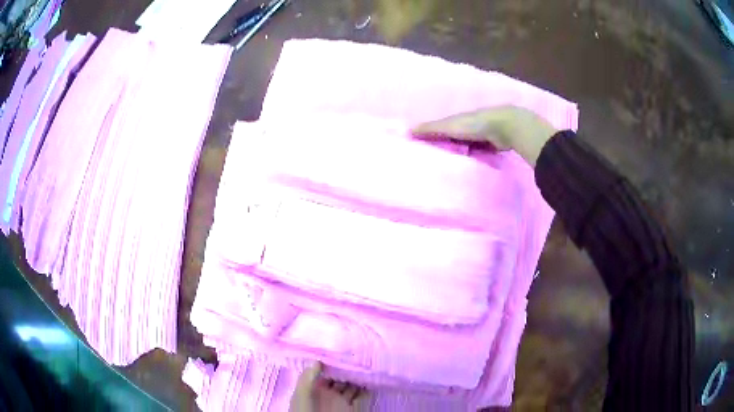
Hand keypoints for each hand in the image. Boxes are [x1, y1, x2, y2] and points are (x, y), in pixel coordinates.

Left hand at [289, 363, 365, 411]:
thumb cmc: (305, 410)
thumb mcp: (301, 393)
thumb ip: (308, 377)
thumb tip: (318, 360)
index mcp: (314, 388)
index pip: (325, 373)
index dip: (333, 365)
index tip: (342, 354)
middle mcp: (329, 393)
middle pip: (340, 379)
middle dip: (349, 370)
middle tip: (359, 359)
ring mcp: (340, 400)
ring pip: (352, 386)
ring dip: (358, 379)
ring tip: (367, 368)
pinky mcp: (351, 408)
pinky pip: (360, 397)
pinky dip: (365, 390)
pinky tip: (369, 382)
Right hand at [411, 105, 557, 165]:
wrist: (506, 127)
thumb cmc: (475, 124)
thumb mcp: (450, 126)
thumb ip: (431, 129)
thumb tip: (406, 131)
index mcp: (457, 119)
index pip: (441, 128)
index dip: (432, 135)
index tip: (421, 147)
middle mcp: (468, 126)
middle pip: (454, 137)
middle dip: (446, 145)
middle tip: (434, 161)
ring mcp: (482, 135)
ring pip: (467, 145)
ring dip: (461, 153)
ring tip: (449, 168)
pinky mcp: (492, 145)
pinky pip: (479, 152)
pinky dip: (474, 157)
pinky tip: (468, 168)